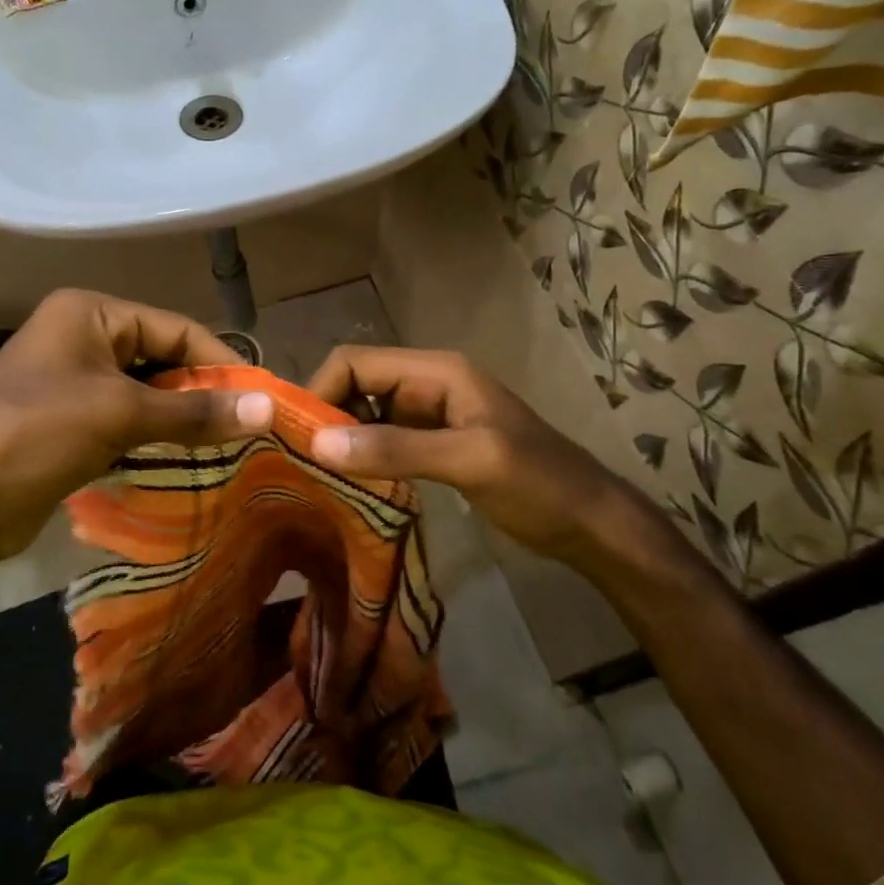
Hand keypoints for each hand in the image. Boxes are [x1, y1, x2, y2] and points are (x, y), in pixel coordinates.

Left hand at [0, 289, 272, 563]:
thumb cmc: (36, 435)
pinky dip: (156, 437)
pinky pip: (126, 420)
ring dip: (182, 419)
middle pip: (161, 358)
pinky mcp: (69, 422)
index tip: (262, 396)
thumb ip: (195, 411)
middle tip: (250, 426)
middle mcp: (81, 337)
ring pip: (145, 393)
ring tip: (230, 445)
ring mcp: (72, 381)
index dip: (220, 360)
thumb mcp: (120, 414)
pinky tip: (189, 460)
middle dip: (202, 392)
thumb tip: (267, 407)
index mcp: (89, 313)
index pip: (174, 327)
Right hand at [305, 346, 674, 582]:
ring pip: (365, 415)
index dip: (320, 390)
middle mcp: (426, 385)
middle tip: (296, 462)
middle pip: (356, 385)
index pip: (356, 362)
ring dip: (339, 439)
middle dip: (324, 416)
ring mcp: (429, 416)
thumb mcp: (471, 460)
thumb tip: (318, 442)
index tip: (294, 436)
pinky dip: (360, 456)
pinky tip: (345, 485)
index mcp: (436, 371)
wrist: (589, 523)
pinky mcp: (432, 445)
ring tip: (312, 476)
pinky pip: (382, 441)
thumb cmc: (539, 482)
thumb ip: (397, 449)